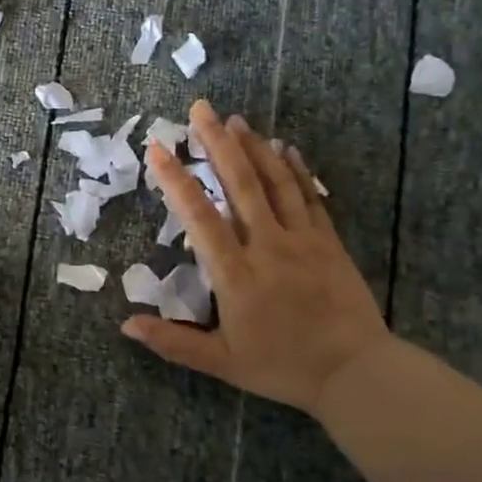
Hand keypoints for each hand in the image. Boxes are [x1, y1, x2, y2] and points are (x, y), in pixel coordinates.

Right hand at [122, 99, 390, 418]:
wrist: (355, 372)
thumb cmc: (282, 367)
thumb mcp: (221, 362)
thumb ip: (172, 342)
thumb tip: (126, 324)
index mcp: (236, 274)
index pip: (199, 217)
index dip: (176, 180)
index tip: (158, 148)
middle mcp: (267, 246)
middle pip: (241, 184)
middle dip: (217, 143)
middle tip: (201, 109)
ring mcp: (302, 239)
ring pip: (275, 182)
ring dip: (254, 147)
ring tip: (235, 119)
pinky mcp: (329, 241)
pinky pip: (309, 196)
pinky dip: (296, 169)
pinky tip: (285, 148)